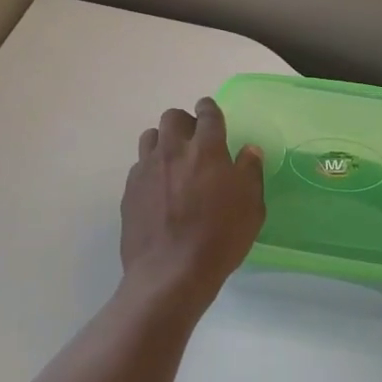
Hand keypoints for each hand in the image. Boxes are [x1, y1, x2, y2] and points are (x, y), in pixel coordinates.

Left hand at [120, 98, 264, 312]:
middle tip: (195, 139)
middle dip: (185, 121)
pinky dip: (151, 168)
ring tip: (174, 160)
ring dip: (164, 141)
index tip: (210, 110)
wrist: (170, 273)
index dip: (209, 108)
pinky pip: (139, 166)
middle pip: (172, 117)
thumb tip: (249, 150)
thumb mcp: (251, 207)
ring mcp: (147, 170)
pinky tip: (160, 188)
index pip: (208, 114)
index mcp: (207, 150)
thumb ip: (250, 172)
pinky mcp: (129, 191)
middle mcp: (173, 151)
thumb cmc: (220, 238)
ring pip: (150, 137)